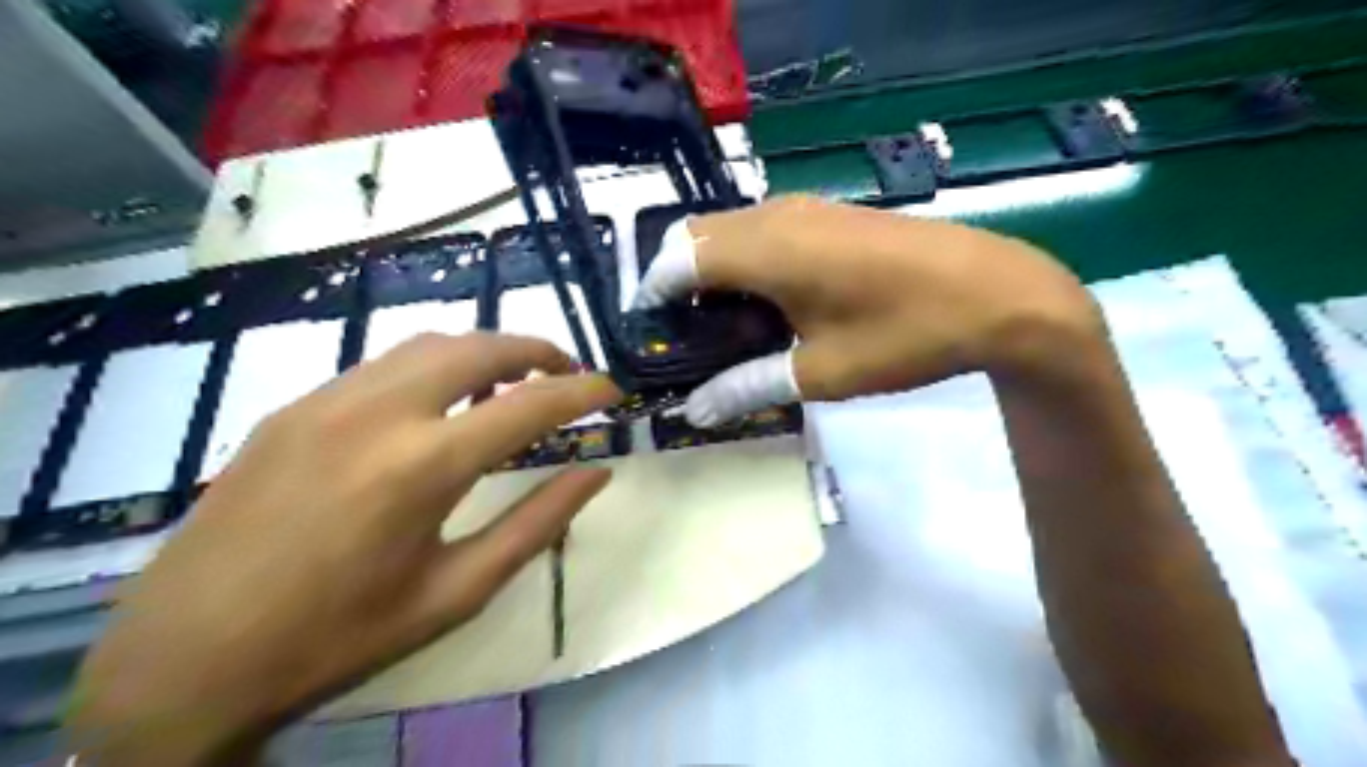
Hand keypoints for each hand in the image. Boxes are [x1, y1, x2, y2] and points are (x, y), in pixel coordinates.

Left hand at [64, 333, 619, 765]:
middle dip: (537, 350)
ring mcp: (327, 401)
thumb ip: (537, 524)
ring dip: (485, 351)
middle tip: (569, 373)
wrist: (183, 658)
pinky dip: (434, 367)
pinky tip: (441, 403)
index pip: (530, 404)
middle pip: (479, 347)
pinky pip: (384, 365)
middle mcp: (377, 412)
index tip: (613, 391)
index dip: (583, 392)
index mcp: (423, 466)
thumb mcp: (457, 591)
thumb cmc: (339, 636)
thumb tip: (597, 474)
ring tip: (513, 382)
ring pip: (429, 344)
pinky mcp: (293, 407)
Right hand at [635, 195, 1102, 423]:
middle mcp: (774, 216)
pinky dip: (743, 263)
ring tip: (726, 330)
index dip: (652, 296)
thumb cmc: (905, 335)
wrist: (997, 293)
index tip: (650, 338)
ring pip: (727, 231)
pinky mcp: (827, 214)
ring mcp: (803, 208)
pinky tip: (769, 306)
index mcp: (765, 250)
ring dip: (711, 274)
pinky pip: (760, 230)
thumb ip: (748, 387)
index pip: (676, 259)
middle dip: (677, 284)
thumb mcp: (821, 373)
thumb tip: (694, 411)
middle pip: (694, 237)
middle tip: (687, 339)